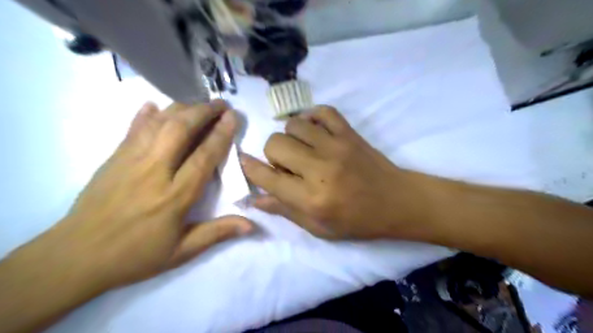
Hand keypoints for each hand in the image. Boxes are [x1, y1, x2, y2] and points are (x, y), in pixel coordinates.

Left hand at [25, 101, 252, 290]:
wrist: (75, 257)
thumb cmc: (135, 255)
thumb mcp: (182, 251)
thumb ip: (217, 232)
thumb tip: (252, 226)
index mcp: (175, 196)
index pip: (203, 157)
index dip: (221, 134)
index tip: (233, 118)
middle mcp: (154, 171)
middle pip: (181, 130)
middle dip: (204, 112)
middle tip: (221, 104)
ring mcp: (130, 160)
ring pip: (159, 123)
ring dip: (182, 108)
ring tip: (199, 103)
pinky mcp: (113, 158)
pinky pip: (133, 128)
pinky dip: (146, 114)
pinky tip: (155, 105)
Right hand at [241, 105, 426, 238]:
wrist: (397, 201)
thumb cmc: (357, 221)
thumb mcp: (319, 228)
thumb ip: (285, 211)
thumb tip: (255, 198)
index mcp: (311, 198)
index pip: (267, 177)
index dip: (249, 168)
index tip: (244, 161)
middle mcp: (319, 169)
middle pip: (275, 143)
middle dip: (273, 154)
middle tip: (287, 164)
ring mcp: (336, 146)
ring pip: (294, 124)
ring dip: (291, 136)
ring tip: (303, 148)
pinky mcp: (350, 133)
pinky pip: (322, 111)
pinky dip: (313, 117)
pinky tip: (315, 131)